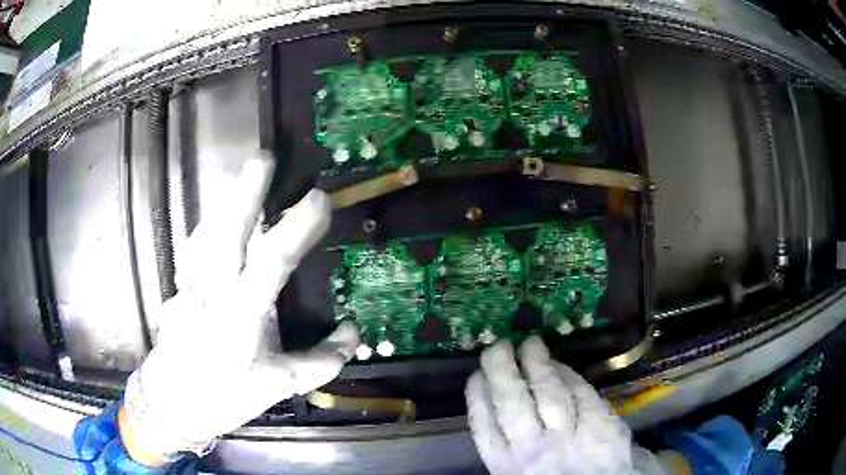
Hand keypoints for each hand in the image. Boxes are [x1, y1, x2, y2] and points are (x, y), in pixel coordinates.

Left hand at [119, 152, 358, 464]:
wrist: (174, 402)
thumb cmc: (226, 397)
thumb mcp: (278, 387)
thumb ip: (320, 361)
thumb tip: (354, 331)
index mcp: (239, 319)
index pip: (270, 266)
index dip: (294, 230)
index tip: (318, 199)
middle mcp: (211, 295)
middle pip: (225, 236)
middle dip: (243, 195)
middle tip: (264, 159)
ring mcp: (189, 286)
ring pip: (204, 234)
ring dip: (225, 202)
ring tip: (248, 176)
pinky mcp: (179, 286)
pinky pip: (194, 246)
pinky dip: (208, 224)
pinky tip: (220, 213)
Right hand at [466, 336, 638, 474]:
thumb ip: (507, 454)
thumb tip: (493, 418)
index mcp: (508, 468)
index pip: (485, 427)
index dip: (478, 397)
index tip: (476, 376)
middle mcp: (534, 451)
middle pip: (512, 403)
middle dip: (502, 371)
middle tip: (497, 348)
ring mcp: (570, 437)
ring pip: (548, 393)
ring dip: (537, 365)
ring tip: (530, 344)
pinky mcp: (601, 426)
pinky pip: (582, 393)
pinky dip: (570, 376)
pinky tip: (562, 366)